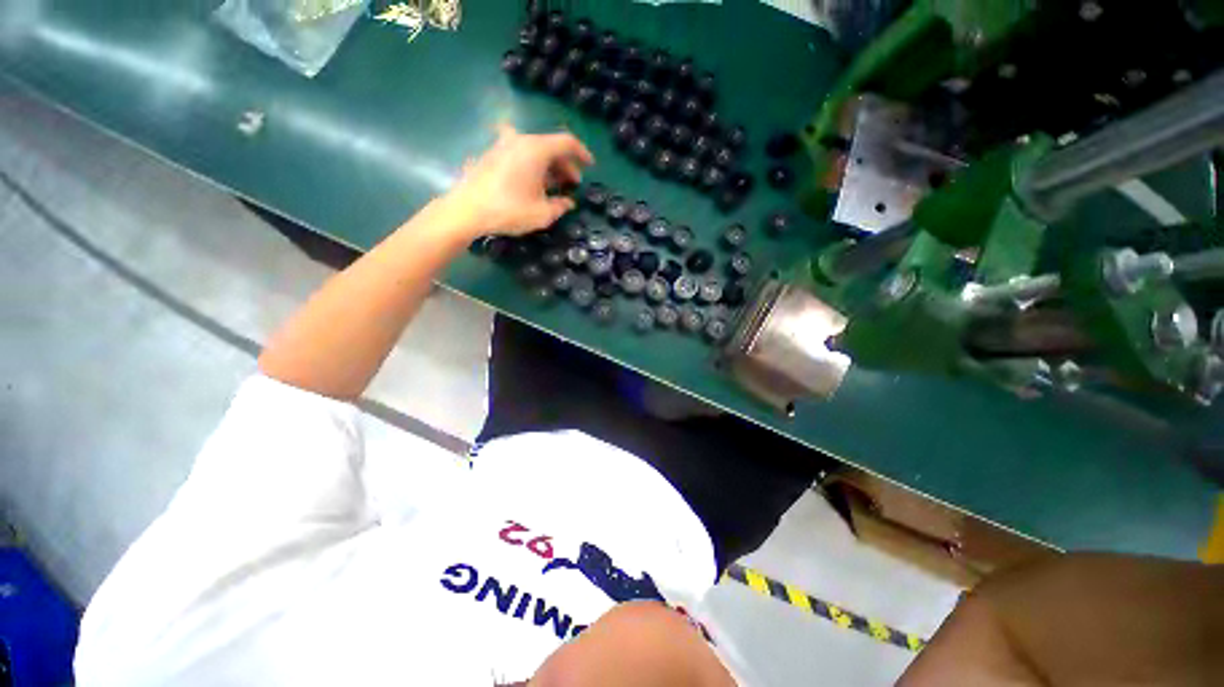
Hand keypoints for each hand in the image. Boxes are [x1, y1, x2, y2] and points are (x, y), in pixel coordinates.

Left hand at [443, 124, 593, 237]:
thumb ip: (560, 205)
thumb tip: (568, 202)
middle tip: (573, 184)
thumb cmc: (509, 210)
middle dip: (565, 165)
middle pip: (550, 146)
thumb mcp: (542, 214)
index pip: (567, 142)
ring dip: (549, 166)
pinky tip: (532, 184)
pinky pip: (520, 155)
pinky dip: (532, 166)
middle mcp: (520, 140)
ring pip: (534, 150)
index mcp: (536, 149)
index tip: (590, 166)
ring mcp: (503, 145)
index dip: (582, 153)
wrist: (467, 210)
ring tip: (554, 186)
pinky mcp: (491, 155)